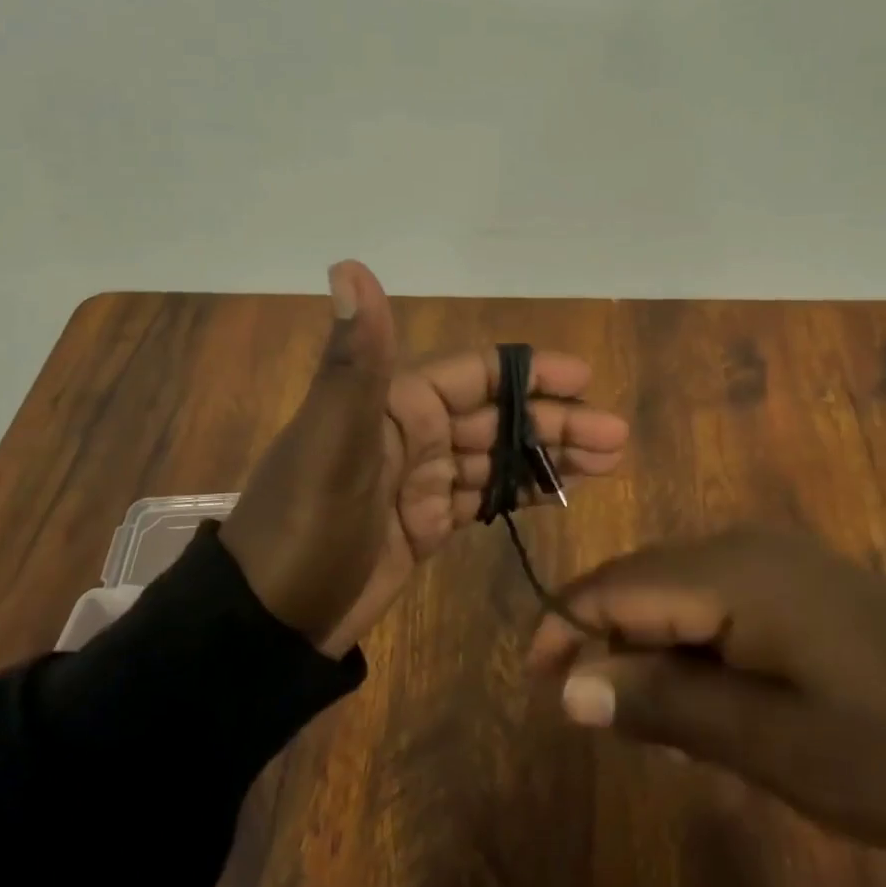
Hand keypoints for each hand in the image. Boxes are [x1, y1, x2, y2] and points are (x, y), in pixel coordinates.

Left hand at [223, 262, 627, 658]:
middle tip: (616, 436)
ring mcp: (420, 481)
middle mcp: (412, 432)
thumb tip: (349, 264)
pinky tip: (563, 493)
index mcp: (396, 403)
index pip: (477, 373)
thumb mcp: (333, 441)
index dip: (531, 373)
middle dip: (556, 422)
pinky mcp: (424, 524)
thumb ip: (356, 358)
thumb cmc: (306, 526)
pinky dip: (522, 492)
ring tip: (608, 462)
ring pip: (497, 457)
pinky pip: (483, 498)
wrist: (269, 622)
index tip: (586, 379)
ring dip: (549, 457)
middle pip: (498, 416)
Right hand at [527, 528, 885, 847]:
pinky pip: (712, 600)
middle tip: (592, 715)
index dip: (564, 627)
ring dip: (647, 647)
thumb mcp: (768, 742)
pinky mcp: (793, 580)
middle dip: (602, 639)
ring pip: (672, 591)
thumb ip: (662, 704)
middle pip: (638, 581)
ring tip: (651, 720)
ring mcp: (770, 558)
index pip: (614, 585)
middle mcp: (739, 547)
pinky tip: (706, 696)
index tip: (537, 684)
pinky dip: (688, 644)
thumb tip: (570, 687)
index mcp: (728, 573)